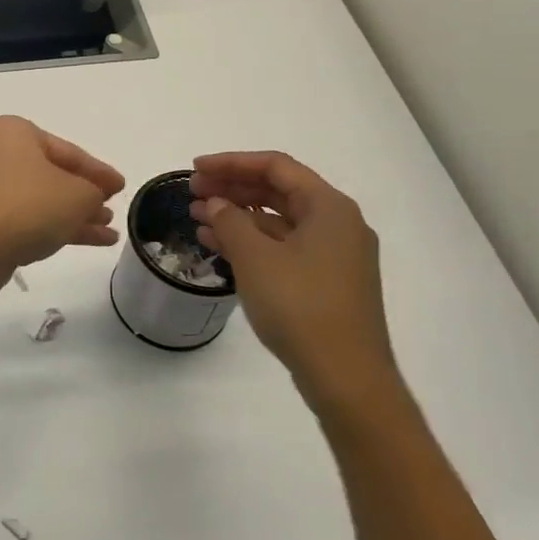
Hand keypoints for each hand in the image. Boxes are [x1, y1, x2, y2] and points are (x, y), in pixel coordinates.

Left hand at [0, 116, 123, 277]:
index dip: (98, 171)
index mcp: (13, 133)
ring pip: (39, 199)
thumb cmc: (27, 206)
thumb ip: (94, 191)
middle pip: (51, 174)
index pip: (67, 150)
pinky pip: (24, 218)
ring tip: (107, 233)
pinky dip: (52, 227)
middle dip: (84, 195)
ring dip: (73, 215)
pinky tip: (85, 242)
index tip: (121, 186)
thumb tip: (91, 198)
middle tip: (110, 209)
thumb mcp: (77, 195)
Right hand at [190, 151, 400, 417]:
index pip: (276, 167)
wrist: (345, 376)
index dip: (231, 163)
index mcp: (329, 208)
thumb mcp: (256, 258)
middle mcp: (337, 223)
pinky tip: (217, 244)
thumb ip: (230, 222)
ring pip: (278, 220)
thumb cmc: (300, 306)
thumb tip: (217, 203)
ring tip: (196, 216)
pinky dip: (250, 240)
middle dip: (232, 188)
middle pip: (278, 191)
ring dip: (237, 214)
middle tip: (192, 191)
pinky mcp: (324, 280)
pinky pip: (282, 246)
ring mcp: (333, 254)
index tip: (195, 169)